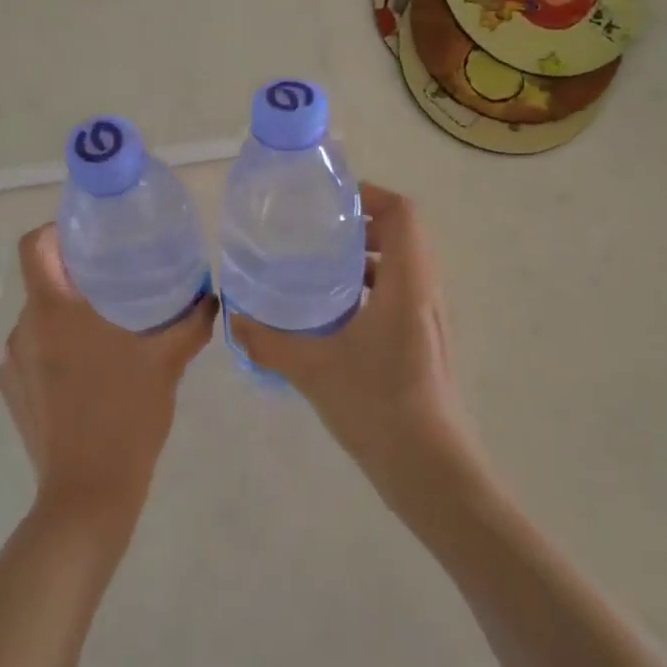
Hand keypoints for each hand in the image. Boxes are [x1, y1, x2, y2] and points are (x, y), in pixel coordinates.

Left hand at [0, 225, 217, 530]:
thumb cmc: (126, 415)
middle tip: (117, 281)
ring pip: (40, 320)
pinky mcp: (12, 393)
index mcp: (53, 311)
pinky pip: (33, 354)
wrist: (88, 494)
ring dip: (68, 318)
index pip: (35, 246)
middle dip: (77, 278)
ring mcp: (12, 364)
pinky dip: (57, 351)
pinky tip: (90, 372)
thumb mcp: (167, 362)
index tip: (90, 236)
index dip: (56, 230)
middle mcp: (23, 329)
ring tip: (107, 330)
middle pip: (43, 282)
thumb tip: (210, 297)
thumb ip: (191, 321)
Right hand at [229, 185, 472, 493]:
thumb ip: (269, 341)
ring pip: (403, 267)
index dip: (370, 195)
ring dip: (367, 259)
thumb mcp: (314, 369)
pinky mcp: (426, 344)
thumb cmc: (378, 407)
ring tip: (320, 270)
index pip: (402, 213)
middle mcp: (426, 293)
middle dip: (361, 225)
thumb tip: (234, 318)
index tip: (330, 201)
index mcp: (408, 283)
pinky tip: (336, 316)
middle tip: (316, 233)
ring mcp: (430, 320)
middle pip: (402, 235)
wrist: (431, 471)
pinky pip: (401, 295)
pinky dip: (372, 289)